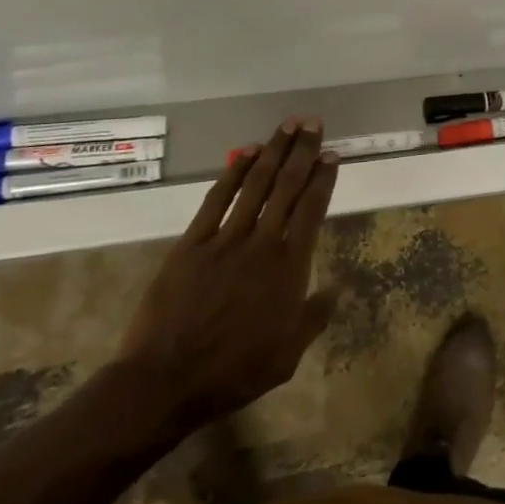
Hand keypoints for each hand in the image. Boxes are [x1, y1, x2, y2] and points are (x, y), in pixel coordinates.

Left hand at [115, 118, 338, 437]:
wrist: (166, 380)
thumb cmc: (234, 370)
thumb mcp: (289, 354)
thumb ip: (315, 316)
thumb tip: (338, 287)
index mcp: (289, 267)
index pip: (312, 209)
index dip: (323, 178)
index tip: (332, 155)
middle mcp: (262, 242)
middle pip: (287, 186)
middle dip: (302, 152)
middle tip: (312, 123)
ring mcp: (225, 239)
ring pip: (255, 184)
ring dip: (273, 151)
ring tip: (286, 125)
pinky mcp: (192, 242)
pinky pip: (217, 198)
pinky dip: (233, 171)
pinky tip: (245, 152)